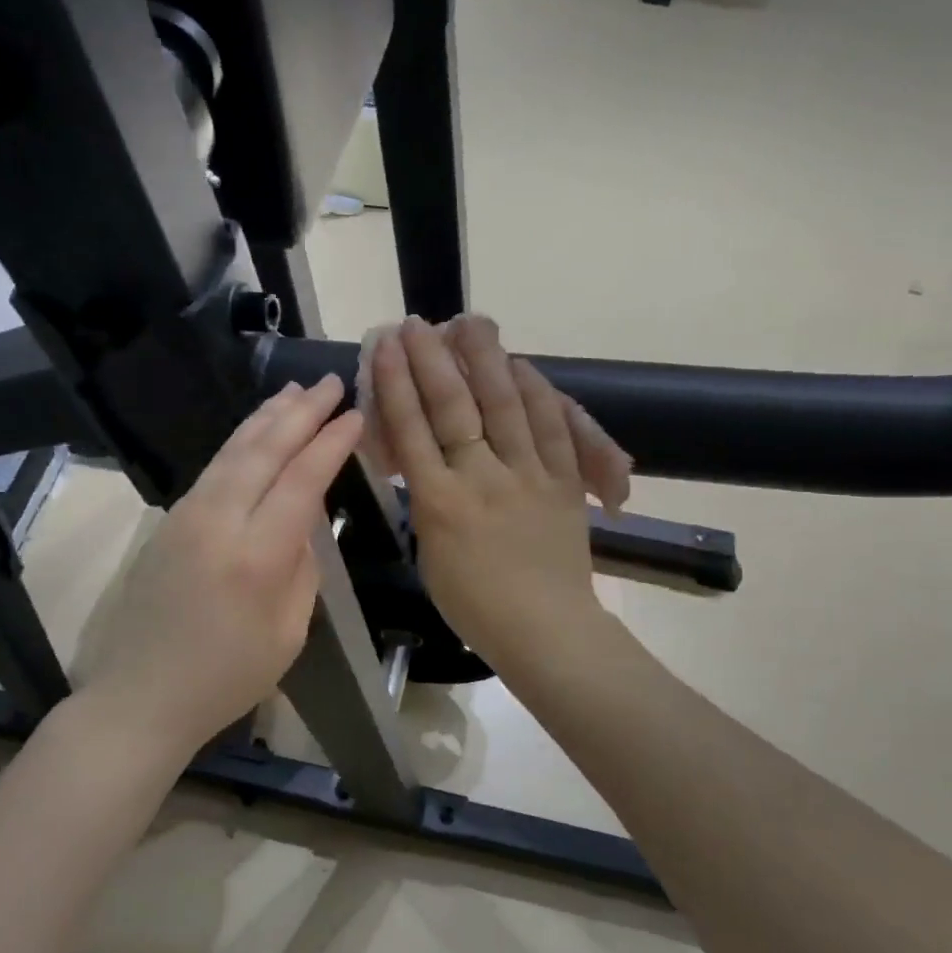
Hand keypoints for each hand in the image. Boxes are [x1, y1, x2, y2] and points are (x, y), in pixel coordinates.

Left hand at [78, 375, 362, 751]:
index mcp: (257, 556)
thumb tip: (304, 523)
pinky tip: (256, 432)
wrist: (142, 695)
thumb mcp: (288, 632)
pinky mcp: (169, 521)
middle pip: (264, 451)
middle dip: (301, 413)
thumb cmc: (227, 677)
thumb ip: (302, 567)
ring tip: (295, 391)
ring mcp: (186, 517)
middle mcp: (218, 523)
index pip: (301, 481)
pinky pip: (214, 469)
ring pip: (233, 451)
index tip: (355, 415)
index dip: (331, 444)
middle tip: (329, 383)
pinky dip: (241, 442)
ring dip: (267, 417)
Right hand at [370, 316, 602, 670]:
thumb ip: (426, 503)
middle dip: (433, 360)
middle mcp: (482, 478)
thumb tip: (426, 464)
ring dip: (485, 360)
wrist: (545, 629)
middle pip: (455, 407)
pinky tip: (522, 366)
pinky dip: (538, 392)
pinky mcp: (564, 481)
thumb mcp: (431, 554)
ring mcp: (528, 475)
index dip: (398, 383)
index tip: (387, 347)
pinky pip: (553, 426)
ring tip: (471, 323)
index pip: (412, 430)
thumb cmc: (476, 605)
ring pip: (506, 405)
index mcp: (440, 503)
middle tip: (419, 323)